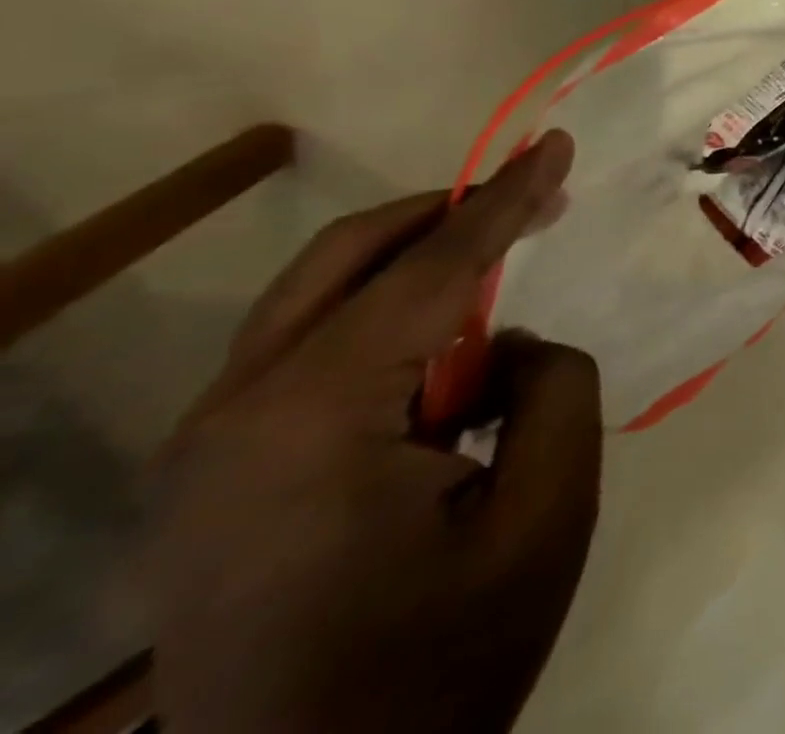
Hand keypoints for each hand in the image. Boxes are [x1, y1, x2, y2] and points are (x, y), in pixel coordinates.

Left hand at [150, 131, 599, 733]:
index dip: (508, 199)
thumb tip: (507, 345)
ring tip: (500, 296)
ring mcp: (207, 450)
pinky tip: (443, 369)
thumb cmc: (443, 659)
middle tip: (536, 204)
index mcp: (309, 421)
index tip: (558, 144)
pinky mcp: (214, 476)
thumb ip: (552, 385)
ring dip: (419, 271)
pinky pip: (309, 351)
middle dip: (449, 215)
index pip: (432, 269)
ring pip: (320, 298)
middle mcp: (232, 417)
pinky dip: (387, 325)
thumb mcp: (545, 510)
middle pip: (346, 258)